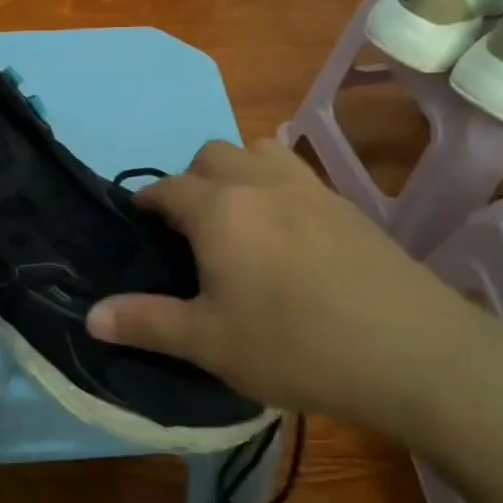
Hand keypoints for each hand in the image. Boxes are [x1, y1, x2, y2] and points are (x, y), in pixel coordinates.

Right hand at [85, 138, 502, 443]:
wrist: (411, 351)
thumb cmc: (294, 344)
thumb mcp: (209, 343)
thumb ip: (146, 322)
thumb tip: (90, 316)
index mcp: (218, 209)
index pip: (167, 187)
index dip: (146, 201)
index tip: (139, 222)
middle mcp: (260, 182)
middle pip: (212, 154)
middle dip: (191, 179)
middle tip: (190, 229)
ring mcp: (309, 188)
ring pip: (259, 151)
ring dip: (237, 171)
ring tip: (239, 218)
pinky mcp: (347, 205)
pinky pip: (296, 174)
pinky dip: (276, 186)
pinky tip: (288, 234)